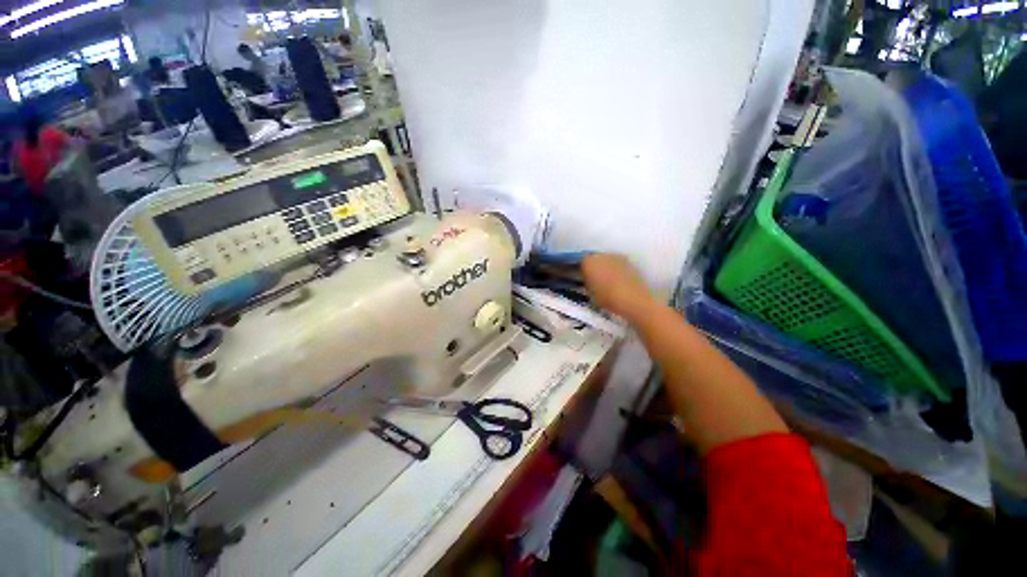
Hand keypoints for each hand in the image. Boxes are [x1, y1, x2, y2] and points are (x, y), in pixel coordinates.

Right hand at [581, 253, 655, 320]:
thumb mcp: (590, 293)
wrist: (633, 300)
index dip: (580, 269)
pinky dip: (616, 270)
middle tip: (593, 279)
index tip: (581, 277)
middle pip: (594, 258)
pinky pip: (618, 265)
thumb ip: (587, 283)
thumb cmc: (607, 298)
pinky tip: (617, 282)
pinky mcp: (629, 262)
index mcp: (588, 261)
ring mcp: (617, 257)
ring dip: (605, 267)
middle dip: (593, 266)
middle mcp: (602, 255)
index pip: (580, 261)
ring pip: (607, 260)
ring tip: (606, 281)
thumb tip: (588, 280)